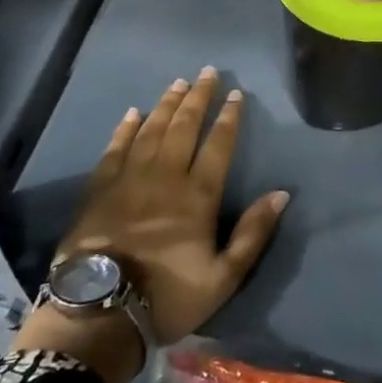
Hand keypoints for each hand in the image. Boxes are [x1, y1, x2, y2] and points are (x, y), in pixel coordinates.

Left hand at [17, 70, 287, 382]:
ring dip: (166, 104)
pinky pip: (116, 148)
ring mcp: (129, 178)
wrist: (100, 310)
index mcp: (198, 195)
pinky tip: (133, 112)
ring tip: (178, 83)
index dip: (228, 117)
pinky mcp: (100, 188)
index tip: (236, 94)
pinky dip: (126, 128)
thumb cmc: (168, 296)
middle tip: (207, 72)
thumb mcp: (224, 277)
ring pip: (151, 130)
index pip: (218, 145)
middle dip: (198, 98)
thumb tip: (281, 193)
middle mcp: (166, 176)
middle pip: (184, 126)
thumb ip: (253, 233)